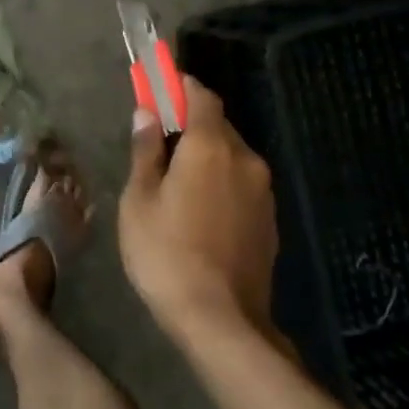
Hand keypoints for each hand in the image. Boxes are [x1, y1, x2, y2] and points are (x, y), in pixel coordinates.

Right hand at [119, 75, 281, 341]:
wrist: (222, 321)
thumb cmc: (166, 253)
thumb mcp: (139, 199)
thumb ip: (145, 151)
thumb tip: (146, 114)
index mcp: (211, 147)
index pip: (201, 96)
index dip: (179, 86)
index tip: (156, 88)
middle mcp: (245, 160)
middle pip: (218, 124)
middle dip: (189, 123)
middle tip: (157, 139)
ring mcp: (263, 192)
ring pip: (231, 156)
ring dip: (205, 154)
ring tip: (174, 180)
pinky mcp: (269, 221)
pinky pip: (240, 183)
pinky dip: (219, 181)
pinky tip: (197, 208)